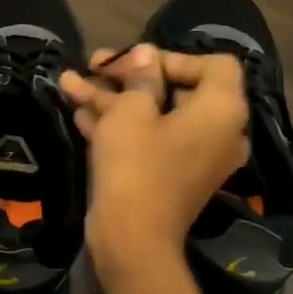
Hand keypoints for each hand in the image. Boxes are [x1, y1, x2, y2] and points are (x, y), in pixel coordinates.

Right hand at [58, 45, 251, 277]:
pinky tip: (79, 112)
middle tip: (93, 65)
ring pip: (155, 115)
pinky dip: (119, 125)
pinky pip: (149, 139)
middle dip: (129, 76)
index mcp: (222, 110)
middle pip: (177, 88)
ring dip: (114, 99)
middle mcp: (218, 131)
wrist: (132, 238)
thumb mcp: (131, 112)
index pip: (213, 64)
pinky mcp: (170, 175)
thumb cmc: (136, 165)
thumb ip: (140, 77)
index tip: (133, 64)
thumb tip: (147, 54)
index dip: (171, 57)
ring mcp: (194, 156)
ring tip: (70, 83)